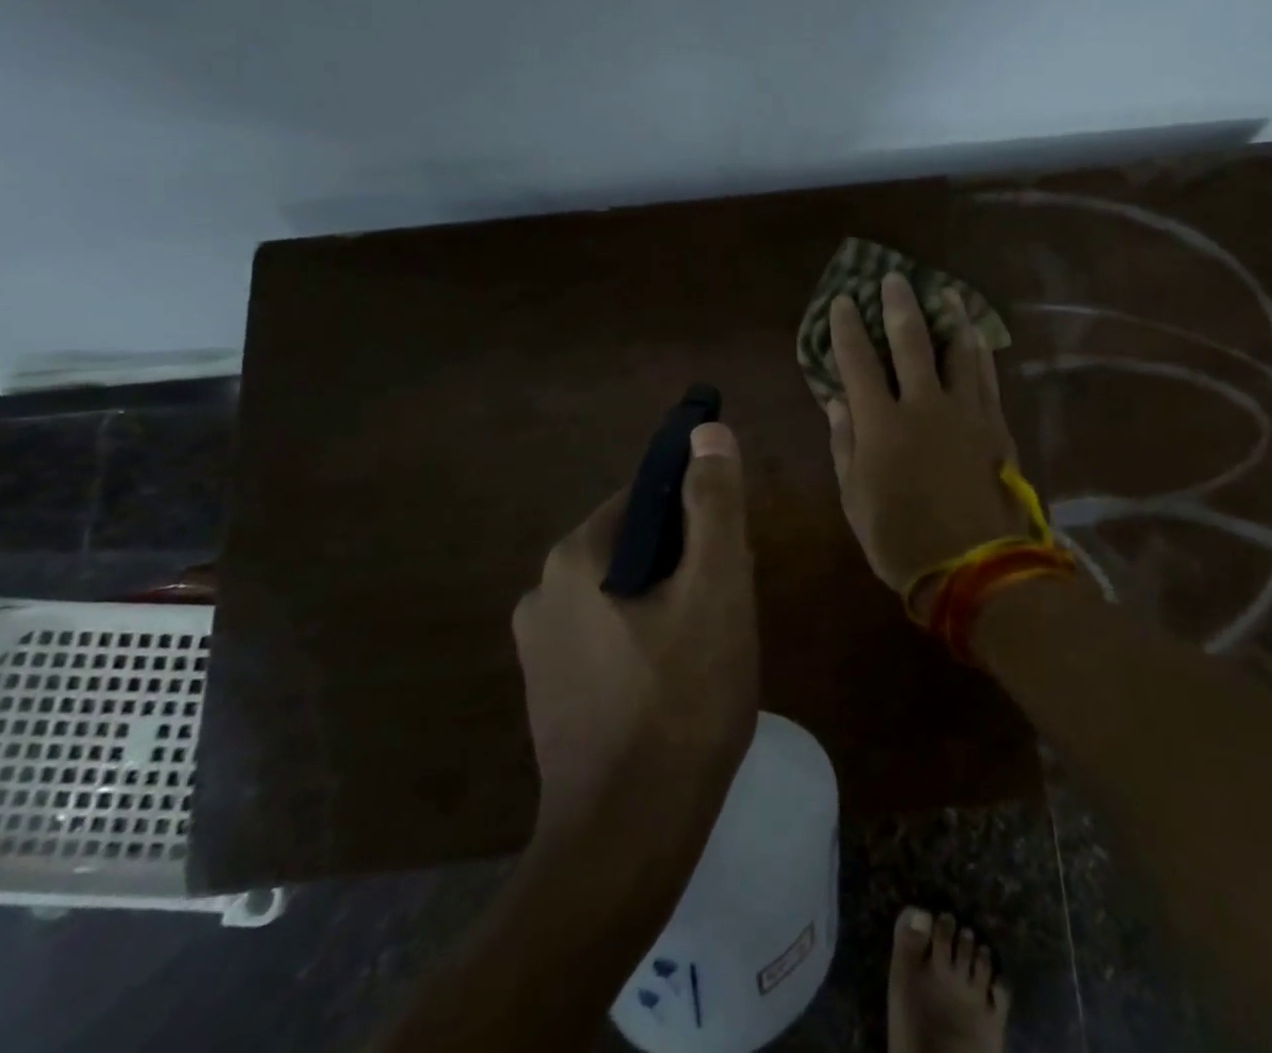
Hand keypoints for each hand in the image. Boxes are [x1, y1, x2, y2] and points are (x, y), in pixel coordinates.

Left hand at [511, 422, 757, 842]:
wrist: (627, 841)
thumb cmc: (682, 701)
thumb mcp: (716, 589)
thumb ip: (712, 505)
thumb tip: (706, 432)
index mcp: (574, 557)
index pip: (646, 498)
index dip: (699, 517)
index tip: (731, 557)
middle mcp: (542, 592)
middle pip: (637, 545)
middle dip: (688, 565)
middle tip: (728, 610)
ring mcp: (540, 647)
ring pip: (627, 593)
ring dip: (672, 603)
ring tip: (710, 651)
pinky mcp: (550, 691)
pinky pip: (611, 636)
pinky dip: (648, 641)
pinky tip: (677, 684)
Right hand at [825, 274, 1028, 608]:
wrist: (976, 568)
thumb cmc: (902, 540)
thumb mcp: (855, 500)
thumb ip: (845, 445)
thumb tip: (836, 401)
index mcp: (881, 425)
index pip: (857, 362)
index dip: (847, 328)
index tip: (842, 301)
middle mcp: (923, 405)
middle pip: (911, 341)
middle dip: (898, 305)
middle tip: (892, 278)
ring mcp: (965, 412)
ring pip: (958, 350)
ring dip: (949, 317)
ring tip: (944, 294)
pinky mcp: (995, 424)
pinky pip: (986, 376)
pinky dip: (979, 351)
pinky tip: (976, 337)